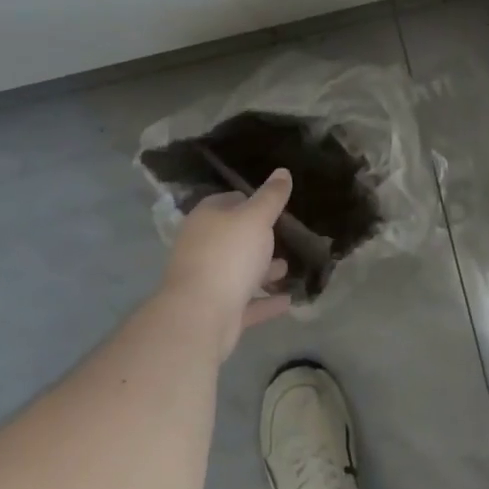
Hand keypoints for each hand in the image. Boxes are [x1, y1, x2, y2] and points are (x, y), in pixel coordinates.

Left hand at [159, 169, 293, 356]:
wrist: (200, 317)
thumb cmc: (228, 255)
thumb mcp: (256, 218)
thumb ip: (271, 196)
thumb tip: (283, 171)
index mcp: (206, 218)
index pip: (230, 200)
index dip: (253, 201)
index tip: (277, 206)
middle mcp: (202, 246)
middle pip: (234, 237)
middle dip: (260, 238)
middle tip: (287, 237)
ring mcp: (207, 280)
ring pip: (239, 270)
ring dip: (263, 270)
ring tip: (289, 268)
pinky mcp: (216, 310)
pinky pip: (246, 301)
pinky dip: (265, 300)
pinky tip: (288, 300)